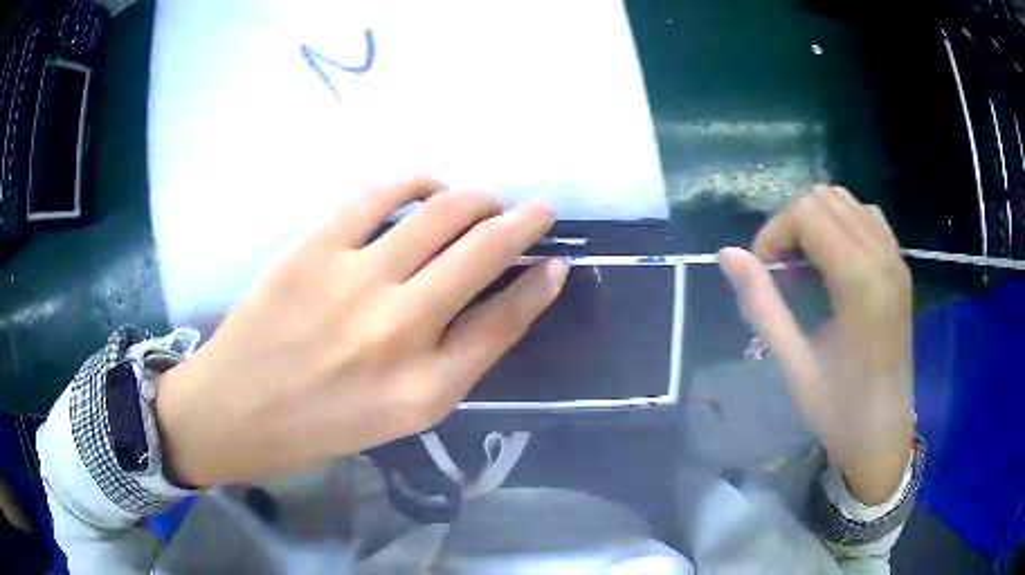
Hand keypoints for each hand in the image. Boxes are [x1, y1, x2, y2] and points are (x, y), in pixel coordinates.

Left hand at [155, 177, 567, 486]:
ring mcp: (352, 280)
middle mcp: (397, 330)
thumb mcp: (403, 414)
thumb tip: (505, 298)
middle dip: (525, 222)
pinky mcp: (314, 248)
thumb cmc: (323, 424)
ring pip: (442, 212)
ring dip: (478, 199)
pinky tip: (428, 189)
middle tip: (538, 211)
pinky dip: (418, 183)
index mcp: (425, 389)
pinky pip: (382, 194)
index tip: (558, 261)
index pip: (505, 320)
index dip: (540, 285)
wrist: (236, 409)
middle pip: (484, 253)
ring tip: (484, 203)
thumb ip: (457, 359)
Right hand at [718, 186, 913, 504]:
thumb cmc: (838, 410)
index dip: (774, 233)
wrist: (883, 437)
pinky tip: (835, 263)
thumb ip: (761, 304)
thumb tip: (727, 253)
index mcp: (860, 281)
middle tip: (781, 272)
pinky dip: (843, 225)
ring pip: (847, 202)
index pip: (807, 212)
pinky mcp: (901, 269)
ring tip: (806, 267)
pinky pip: (868, 218)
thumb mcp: (793, 364)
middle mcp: (883, 257)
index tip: (764, 274)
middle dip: (793, 224)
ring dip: (817, 223)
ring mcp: (896, 260)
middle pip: (825, 198)